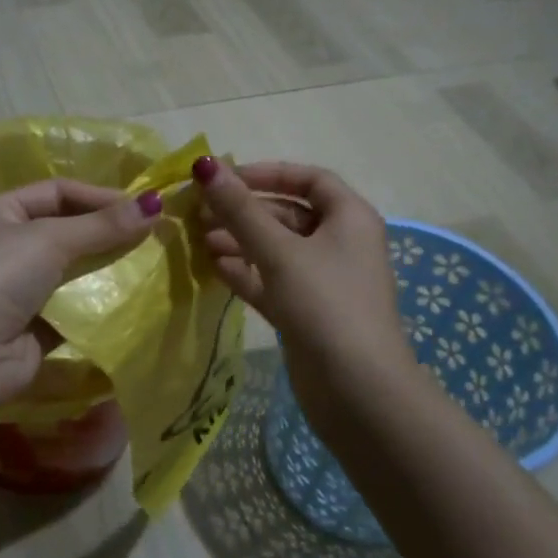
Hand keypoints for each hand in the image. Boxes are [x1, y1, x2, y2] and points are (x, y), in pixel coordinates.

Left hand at [0, 179, 162, 412]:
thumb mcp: (51, 239)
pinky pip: (74, 308)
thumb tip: (155, 203)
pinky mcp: (34, 326)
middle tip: (154, 235)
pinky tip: (132, 301)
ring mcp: (20, 288)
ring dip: (107, 269)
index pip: (59, 192)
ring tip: (150, 265)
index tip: (143, 207)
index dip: (100, 196)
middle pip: (68, 231)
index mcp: (2, 212)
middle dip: (108, 233)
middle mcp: (9, 246)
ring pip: (74, 271)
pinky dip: (98, 306)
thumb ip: (103, 225)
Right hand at [191, 157, 410, 425]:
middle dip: (245, 212)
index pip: (309, 179)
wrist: (358, 392)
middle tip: (200, 213)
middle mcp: (340, 243)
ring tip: (199, 241)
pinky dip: (246, 272)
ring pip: (277, 249)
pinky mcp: (308, 313)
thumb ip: (239, 209)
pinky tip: (213, 268)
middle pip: (288, 214)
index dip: (268, 173)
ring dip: (240, 242)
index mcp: (349, 218)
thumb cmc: (325, 304)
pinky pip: (273, 281)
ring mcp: (324, 281)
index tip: (226, 179)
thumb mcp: (279, 251)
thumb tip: (203, 165)